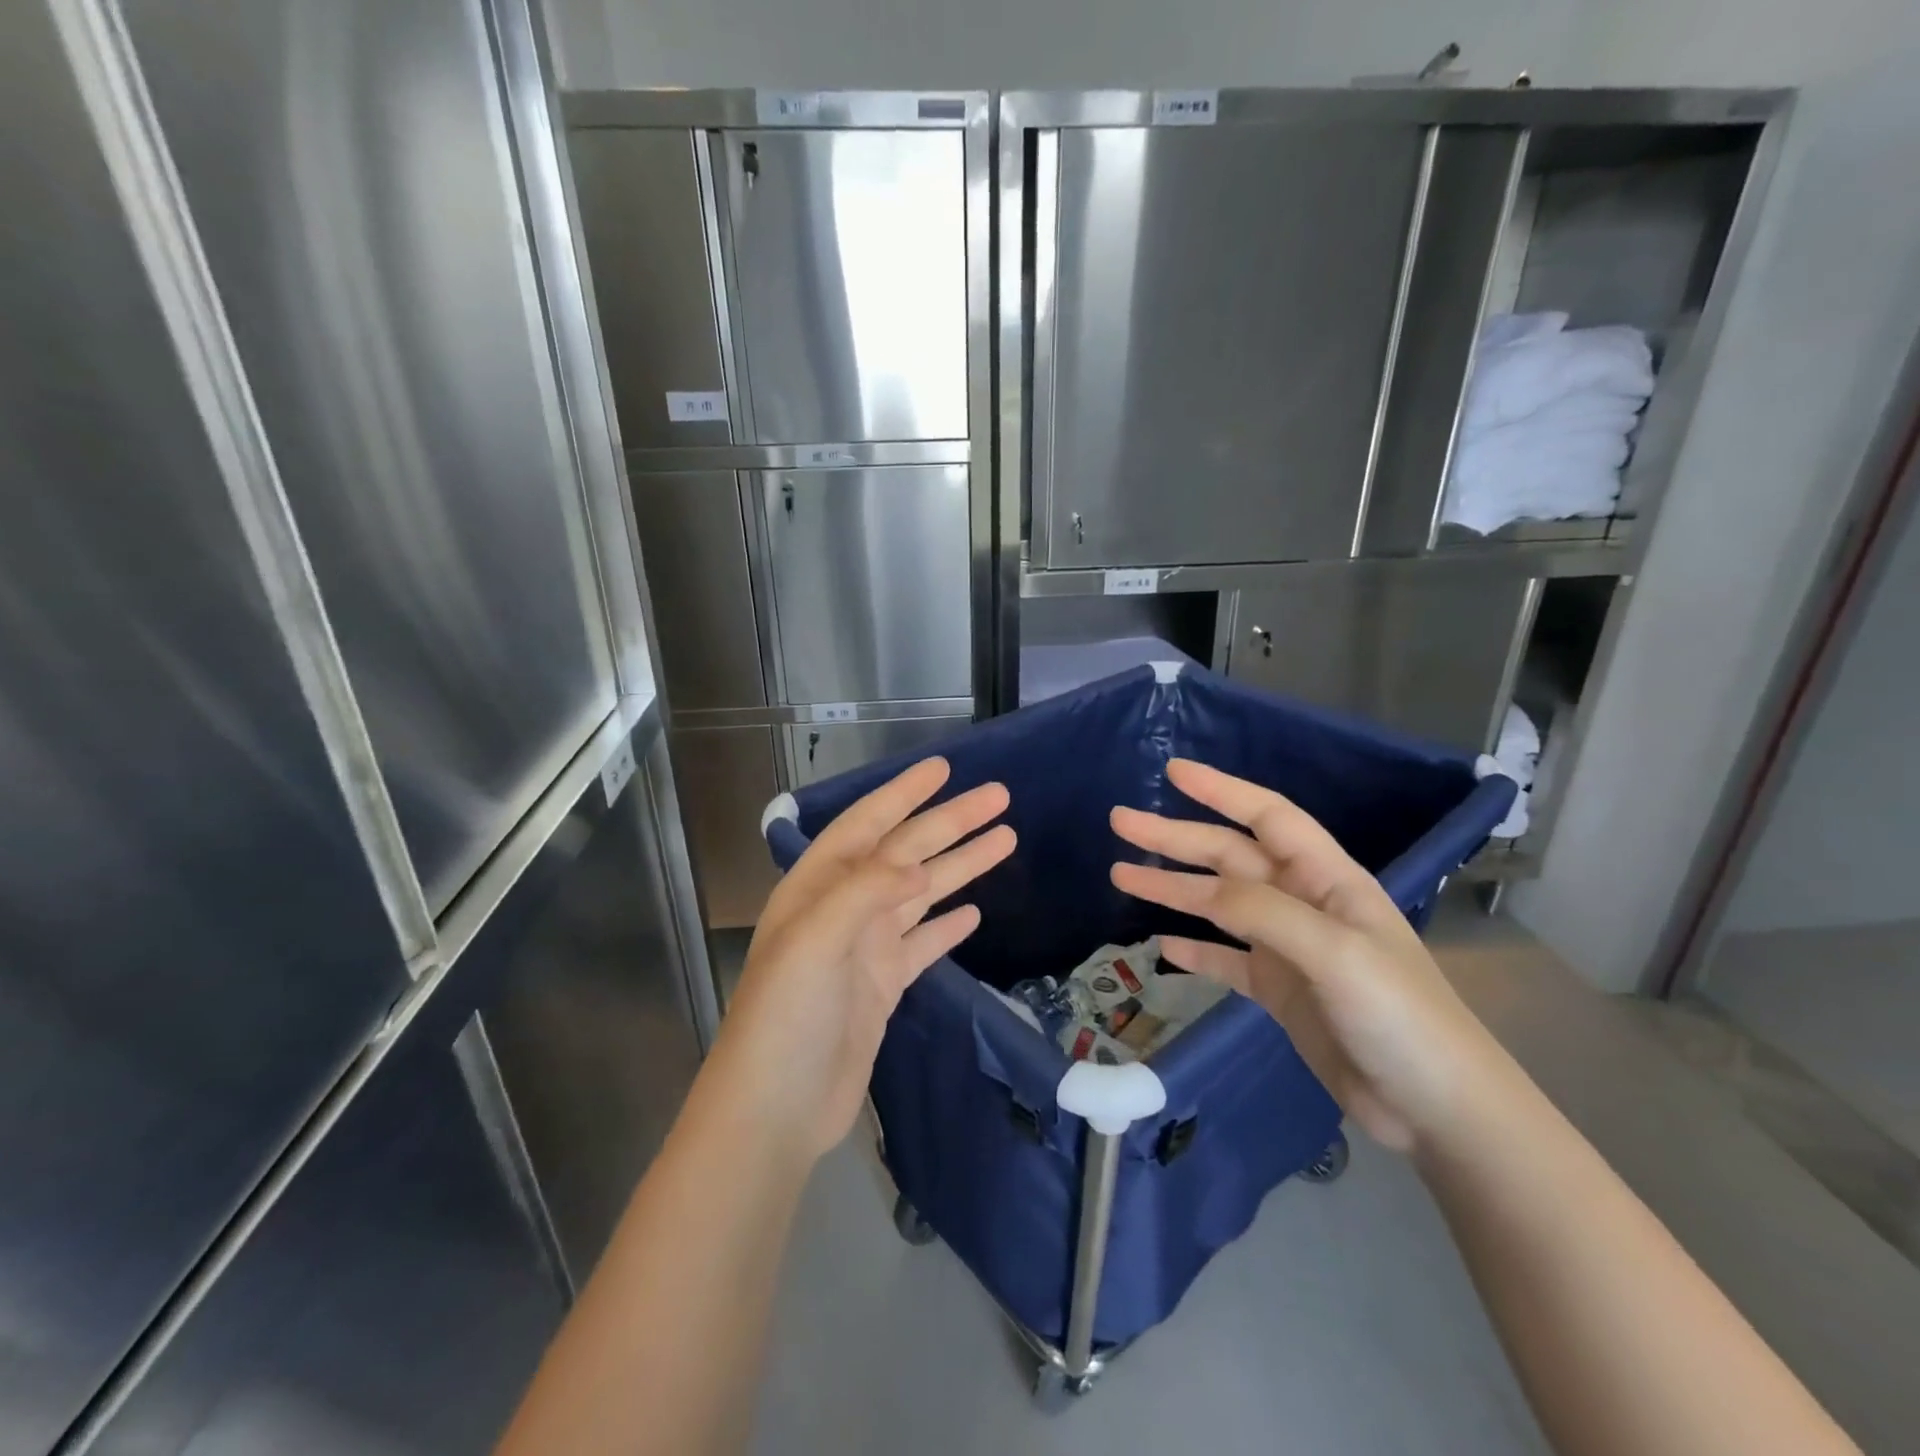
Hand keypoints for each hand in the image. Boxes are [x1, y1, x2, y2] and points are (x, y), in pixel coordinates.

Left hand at [709, 758, 1014, 1163]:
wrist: (775, 1107)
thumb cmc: (785, 1016)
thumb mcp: (815, 941)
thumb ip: (864, 892)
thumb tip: (916, 862)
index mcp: (819, 886)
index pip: (867, 825)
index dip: (903, 794)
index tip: (943, 768)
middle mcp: (844, 907)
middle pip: (906, 852)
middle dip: (950, 823)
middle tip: (999, 797)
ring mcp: (865, 947)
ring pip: (922, 892)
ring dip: (960, 865)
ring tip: (1005, 839)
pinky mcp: (883, 985)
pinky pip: (923, 943)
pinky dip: (947, 924)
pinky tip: (974, 910)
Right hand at [1109, 759, 1513, 1154]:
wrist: (1436, 1110)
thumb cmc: (1400, 1016)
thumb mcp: (1335, 953)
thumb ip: (1264, 912)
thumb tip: (1200, 889)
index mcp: (1327, 880)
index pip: (1268, 817)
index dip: (1221, 790)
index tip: (1172, 771)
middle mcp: (1304, 904)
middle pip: (1229, 857)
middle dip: (1175, 838)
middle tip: (1120, 822)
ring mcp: (1289, 949)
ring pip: (1218, 906)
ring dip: (1172, 889)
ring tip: (1122, 875)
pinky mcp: (1280, 992)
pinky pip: (1226, 960)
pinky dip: (1195, 950)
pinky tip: (1162, 946)